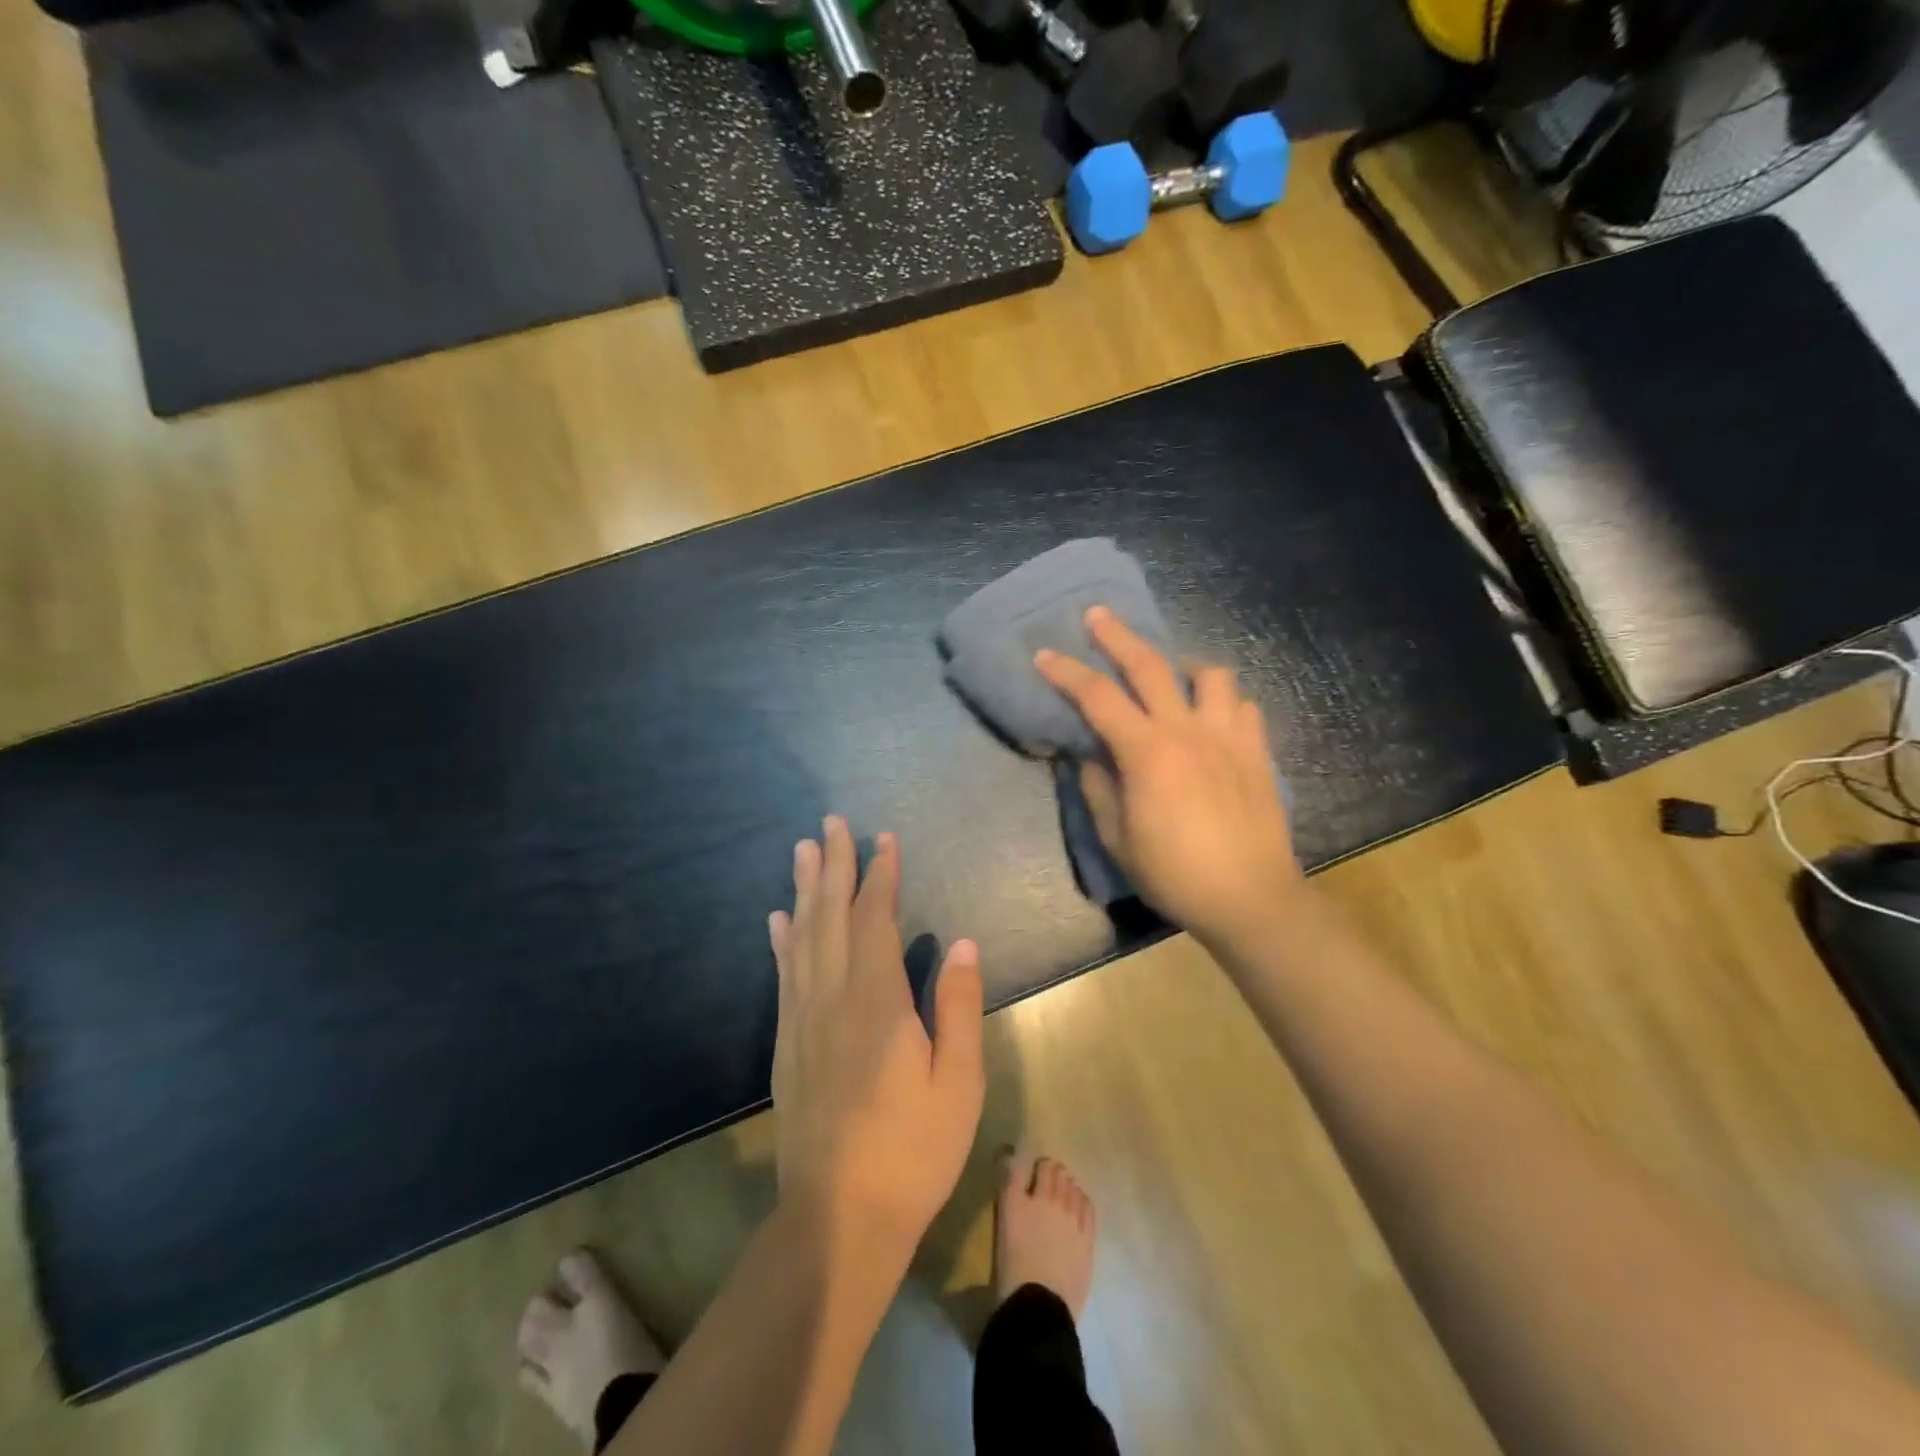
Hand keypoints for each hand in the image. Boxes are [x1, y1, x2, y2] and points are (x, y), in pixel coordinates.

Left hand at [769, 817, 985, 1260]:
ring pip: (802, 938)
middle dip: (833, 866)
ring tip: (803, 851)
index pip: (875, 921)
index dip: (880, 876)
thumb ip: (958, 1006)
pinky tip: (778, 920)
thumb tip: (961, 942)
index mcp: (878, 1003)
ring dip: (803, 891)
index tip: (883, 839)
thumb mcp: (958, 1083)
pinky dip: (782, 940)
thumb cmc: (913, 1151)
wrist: (838, 1219)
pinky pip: (784, 976)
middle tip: (831, 823)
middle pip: (831, 917)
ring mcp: (803, 1021)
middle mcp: (833, 998)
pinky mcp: (787, 1045)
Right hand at [1035, 606, 1302, 945]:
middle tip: (1097, 616)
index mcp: (1147, 752)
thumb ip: (1098, 789)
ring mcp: (1228, 736)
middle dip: (1118, 635)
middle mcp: (1187, 730)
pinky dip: (1224, 703)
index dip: (1066, 673)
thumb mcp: (1117, 838)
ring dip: (1184, 667)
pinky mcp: (1257, 751)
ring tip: (1172, 680)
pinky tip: (1213, 720)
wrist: (1249, 897)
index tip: (1044, 656)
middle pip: (1150, 664)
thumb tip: (1089, 757)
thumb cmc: (1174, 873)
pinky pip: (1244, 706)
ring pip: (1210, 674)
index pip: (1097, 697)